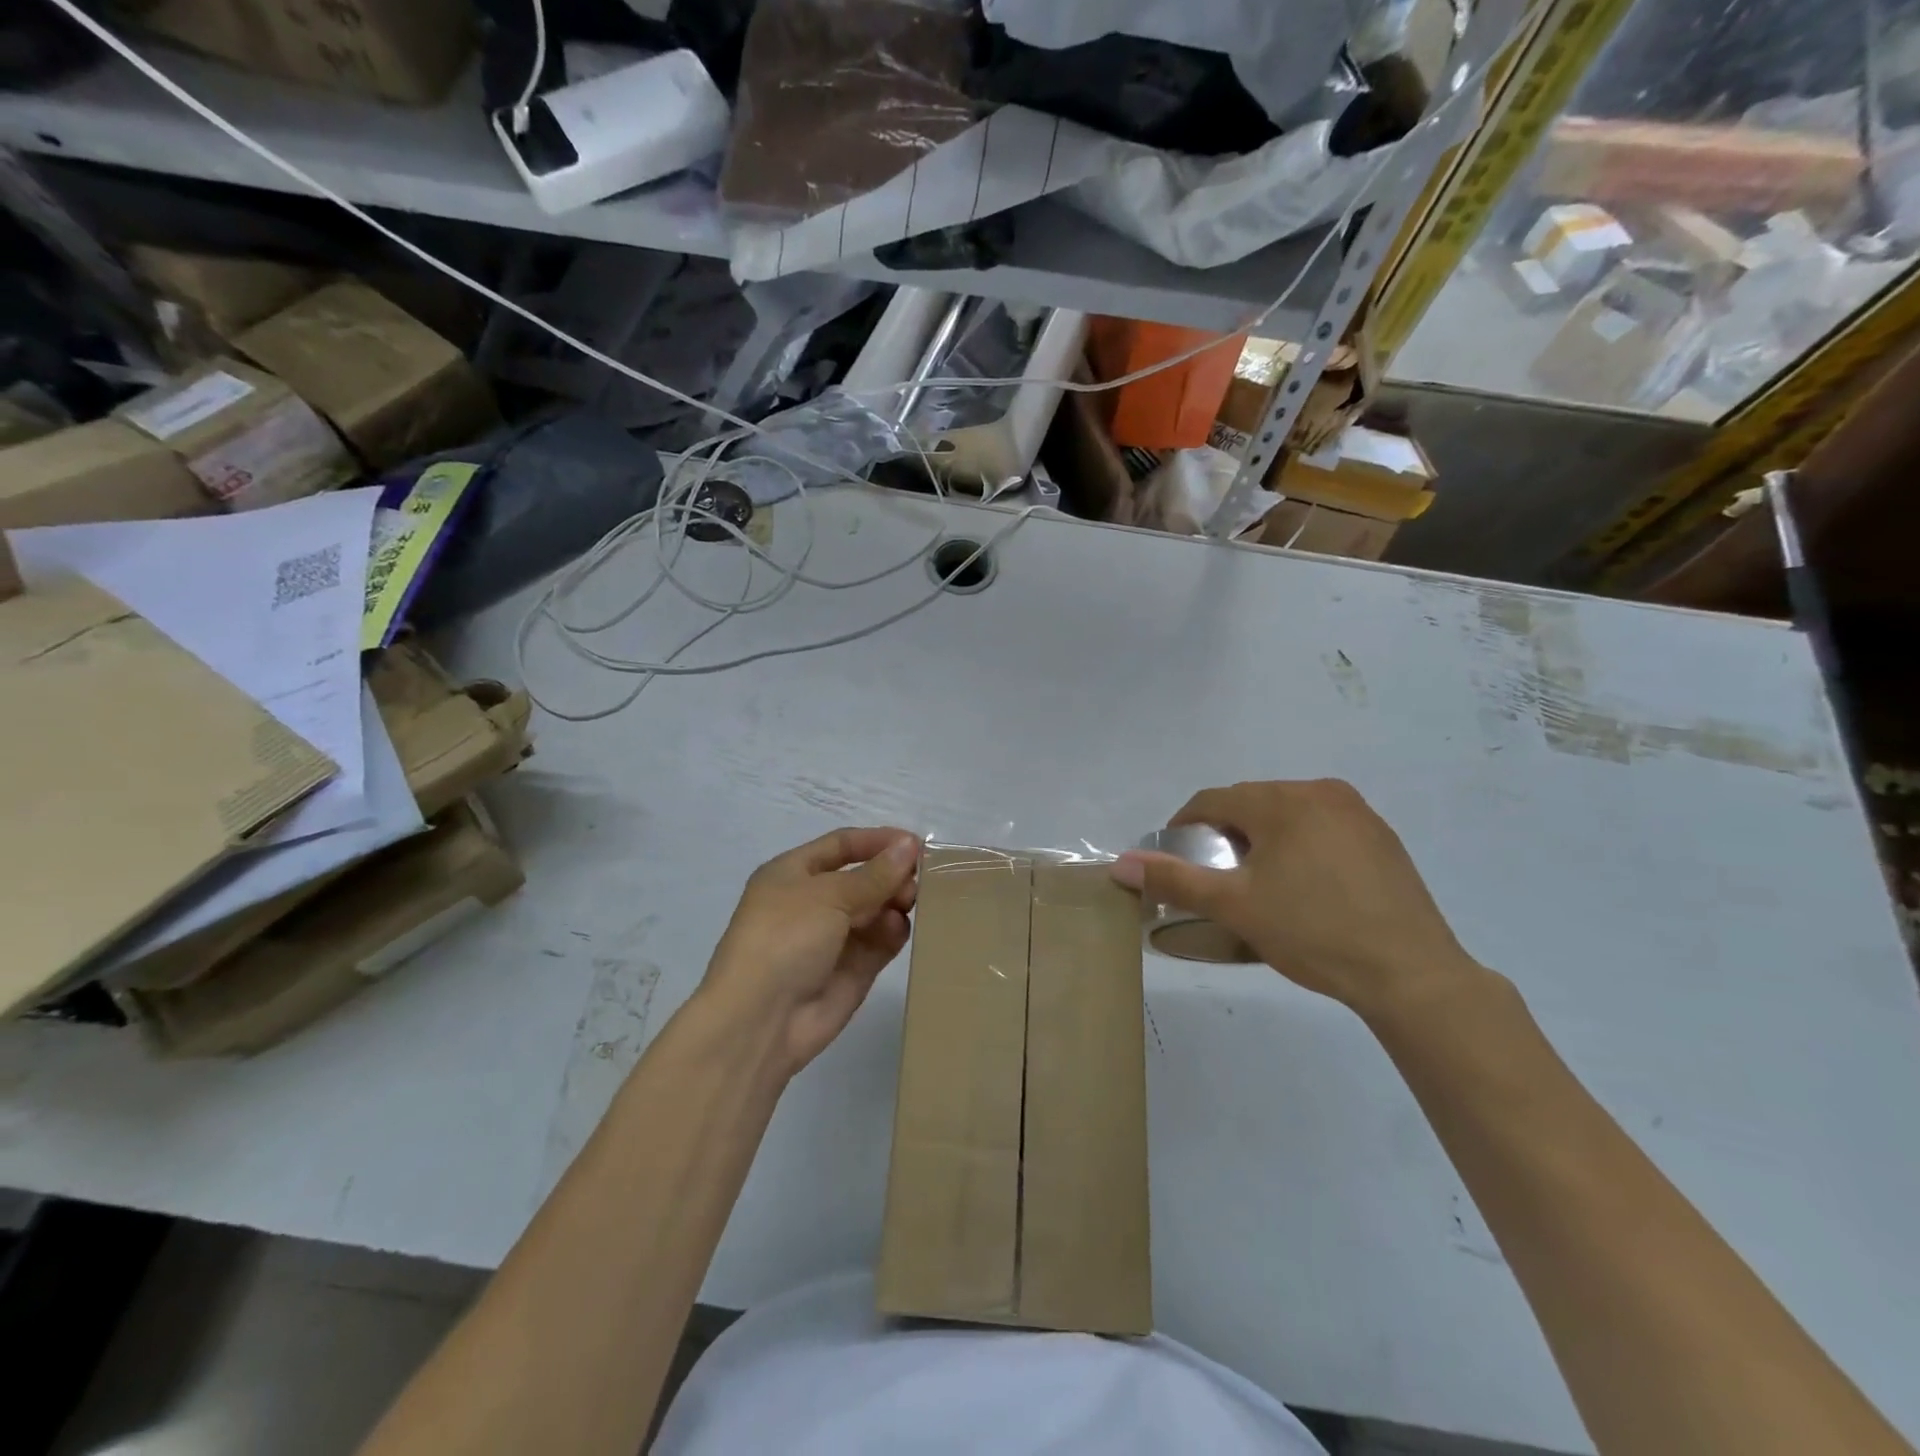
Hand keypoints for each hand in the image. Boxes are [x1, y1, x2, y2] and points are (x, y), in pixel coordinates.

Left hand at [700, 828, 920, 1078]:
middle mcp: (813, 902)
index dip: (877, 841)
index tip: (916, 844)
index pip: (842, 845)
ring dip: (895, 902)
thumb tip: (909, 845)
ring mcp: (833, 938)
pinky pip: (880, 942)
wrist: (761, 1020)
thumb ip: (875, 873)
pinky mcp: (852, 971)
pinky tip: (899, 930)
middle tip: (919, 881)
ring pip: (876, 910)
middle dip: (891, 874)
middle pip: (863, 878)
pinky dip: (893, 933)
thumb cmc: (785, 939)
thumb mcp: (829, 896)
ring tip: (910, 904)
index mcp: (793, 874)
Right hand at [1111, 779, 1479, 1016]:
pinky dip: (1300, 847)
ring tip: (1260, 886)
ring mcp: (1358, 813)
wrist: (1411, 975)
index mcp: (1283, 800)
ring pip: (1288, 816)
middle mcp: (1322, 792)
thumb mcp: (1234, 906)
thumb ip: (1174, 879)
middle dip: (1226, 835)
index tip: (1176, 861)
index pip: (1213, 800)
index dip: (1184, 826)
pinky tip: (1306, 889)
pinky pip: (1322, 829)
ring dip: (1263, 841)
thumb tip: (1120, 864)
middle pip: (1252, 804)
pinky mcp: (1382, 838)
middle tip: (1218, 880)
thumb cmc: (1312, 932)